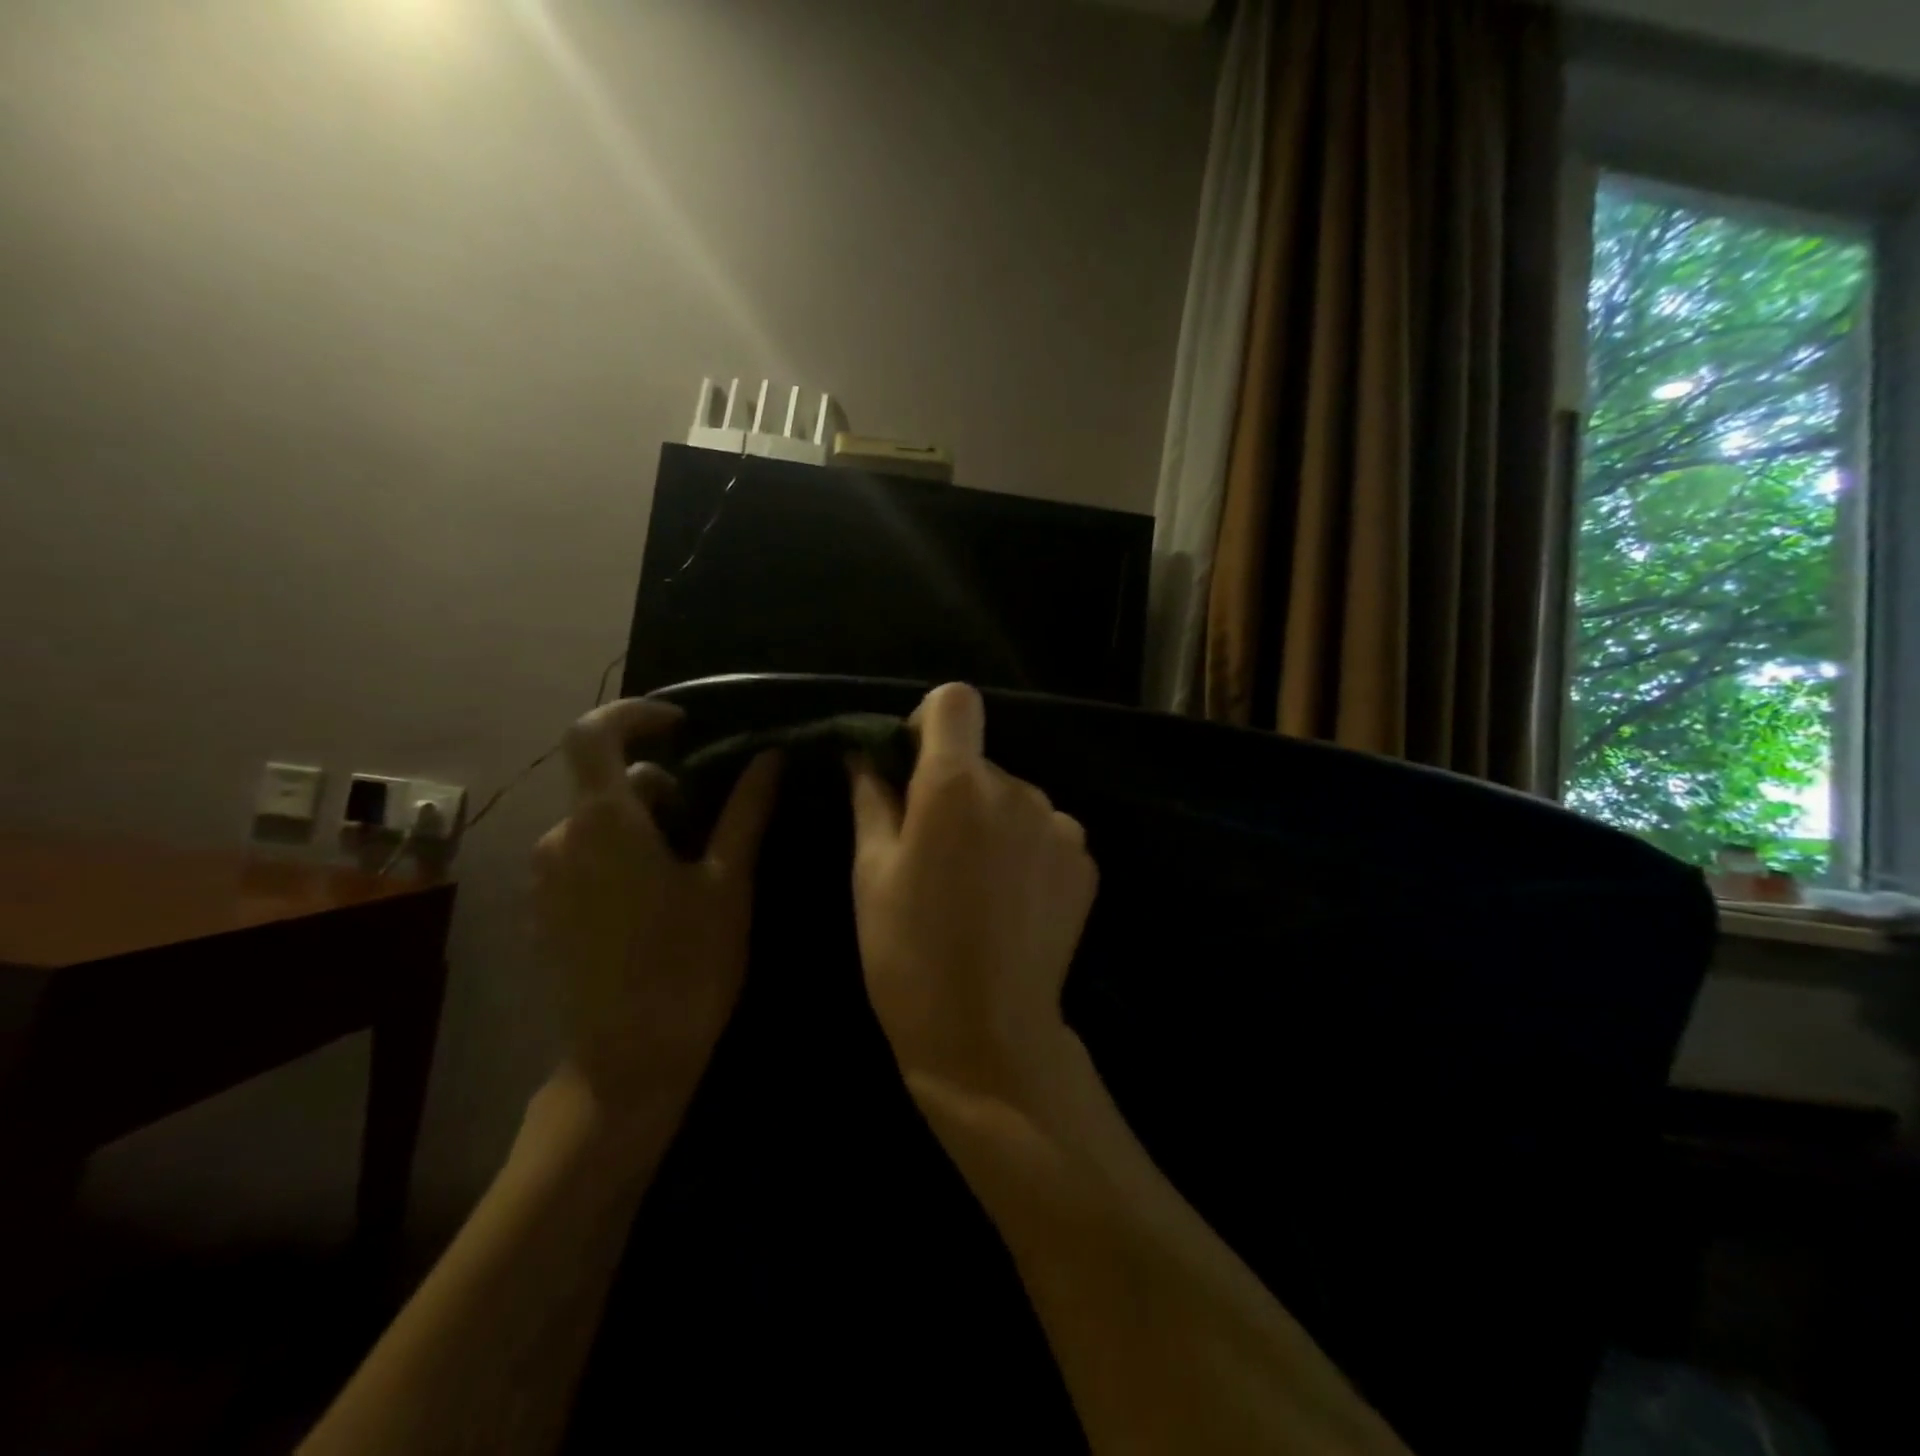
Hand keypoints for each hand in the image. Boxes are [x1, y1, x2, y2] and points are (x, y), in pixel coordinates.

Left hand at [532, 698, 780, 1115]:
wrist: (626, 1061)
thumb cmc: (688, 965)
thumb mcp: (728, 883)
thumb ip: (745, 811)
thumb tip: (769, 757)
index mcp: (605, 824)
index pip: (595, 733)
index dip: (636, 715)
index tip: (683, 725)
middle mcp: (561, 840)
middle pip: (606, 782)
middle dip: (660, 784)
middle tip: (712, 818)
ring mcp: (547, 878)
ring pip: (598, 821)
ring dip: (644, 821)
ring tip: (693, 863)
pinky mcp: (546, 911)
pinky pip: (584, 855)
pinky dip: (621, 850)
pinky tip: (659, 895)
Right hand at [848, 683, 1097, 1102]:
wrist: (988, 1036)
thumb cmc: (908, 954)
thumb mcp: (871, 872)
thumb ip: (871, 797)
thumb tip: (865, 752)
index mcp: (956, 785)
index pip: (955, 701)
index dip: (930, 722)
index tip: (913, 766)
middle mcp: (1016, 789)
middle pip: (981, 760)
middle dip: (954, 788)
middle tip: (933, 852)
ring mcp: (1059, 824)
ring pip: (1013, 798)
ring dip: (992, 822)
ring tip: (974, 886)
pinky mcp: (1085, 860)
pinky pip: (1045, 831)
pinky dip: (1025, 849)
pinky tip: (1010, 902)